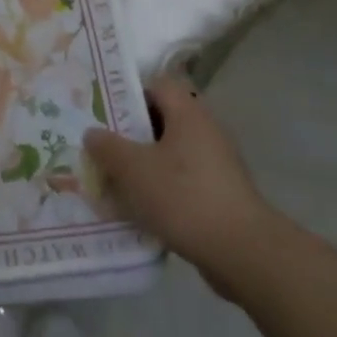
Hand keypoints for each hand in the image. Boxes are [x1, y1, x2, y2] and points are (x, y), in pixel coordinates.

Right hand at [84, 74, 277, 301]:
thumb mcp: (134, 169)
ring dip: (144, 165)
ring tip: (114, 180)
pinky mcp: (220, 194)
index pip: (157, 84)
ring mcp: (216, 164)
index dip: (129, 93)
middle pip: (162, 120)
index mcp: (188, 113)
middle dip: (130, 134)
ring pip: (170, 154)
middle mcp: (206, 131)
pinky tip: (139, 209)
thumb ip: (107, 147)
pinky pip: (182, 181)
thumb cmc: (184, 197)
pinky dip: (161, 189)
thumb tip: (93, 133)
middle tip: (102, 147)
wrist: (243, 253)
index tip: (104, 111)